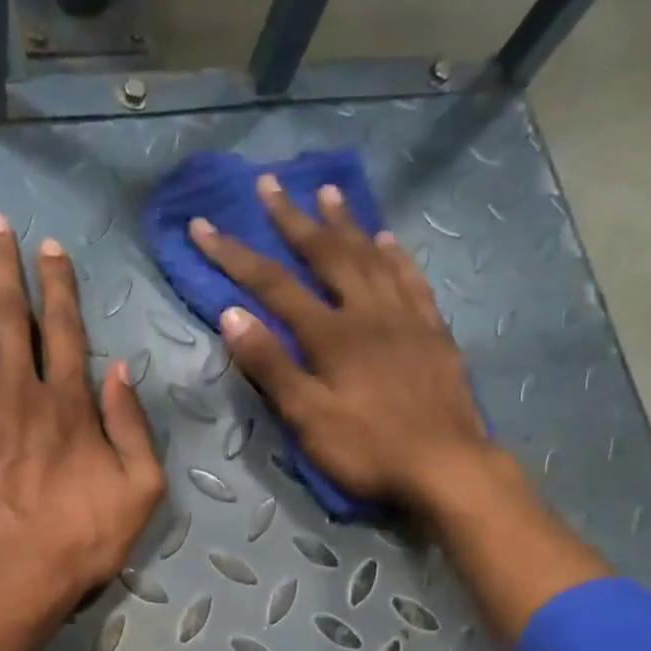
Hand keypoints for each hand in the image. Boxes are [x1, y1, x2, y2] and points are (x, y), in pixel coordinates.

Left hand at [0, 212, 165, 615]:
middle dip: (4, 266)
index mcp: (68, 403)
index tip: (49, 248)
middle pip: (10, 316)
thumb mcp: (139, 491)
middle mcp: (19, 391)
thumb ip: (133, 427)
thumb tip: (122, 371)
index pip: (65, 329)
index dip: (58, 285)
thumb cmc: (80, 542)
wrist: (8, 582)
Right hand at [187, 174, 489, 514]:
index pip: (272, 285)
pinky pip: (411, 280)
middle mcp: (367, 312)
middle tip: (270, 184)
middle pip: (326, 255)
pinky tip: (388, 240)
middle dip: (293, 219)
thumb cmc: (369, 448)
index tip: (203, 225)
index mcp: (331, 334)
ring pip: (372, 256)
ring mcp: (405, 318)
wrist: (447, 466)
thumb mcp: (308, 418)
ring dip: (346, 223)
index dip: (234, 255)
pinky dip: (395, 256)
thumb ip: (270, 366)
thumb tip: (231, 315)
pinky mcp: (433, 332)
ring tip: (328, 192)